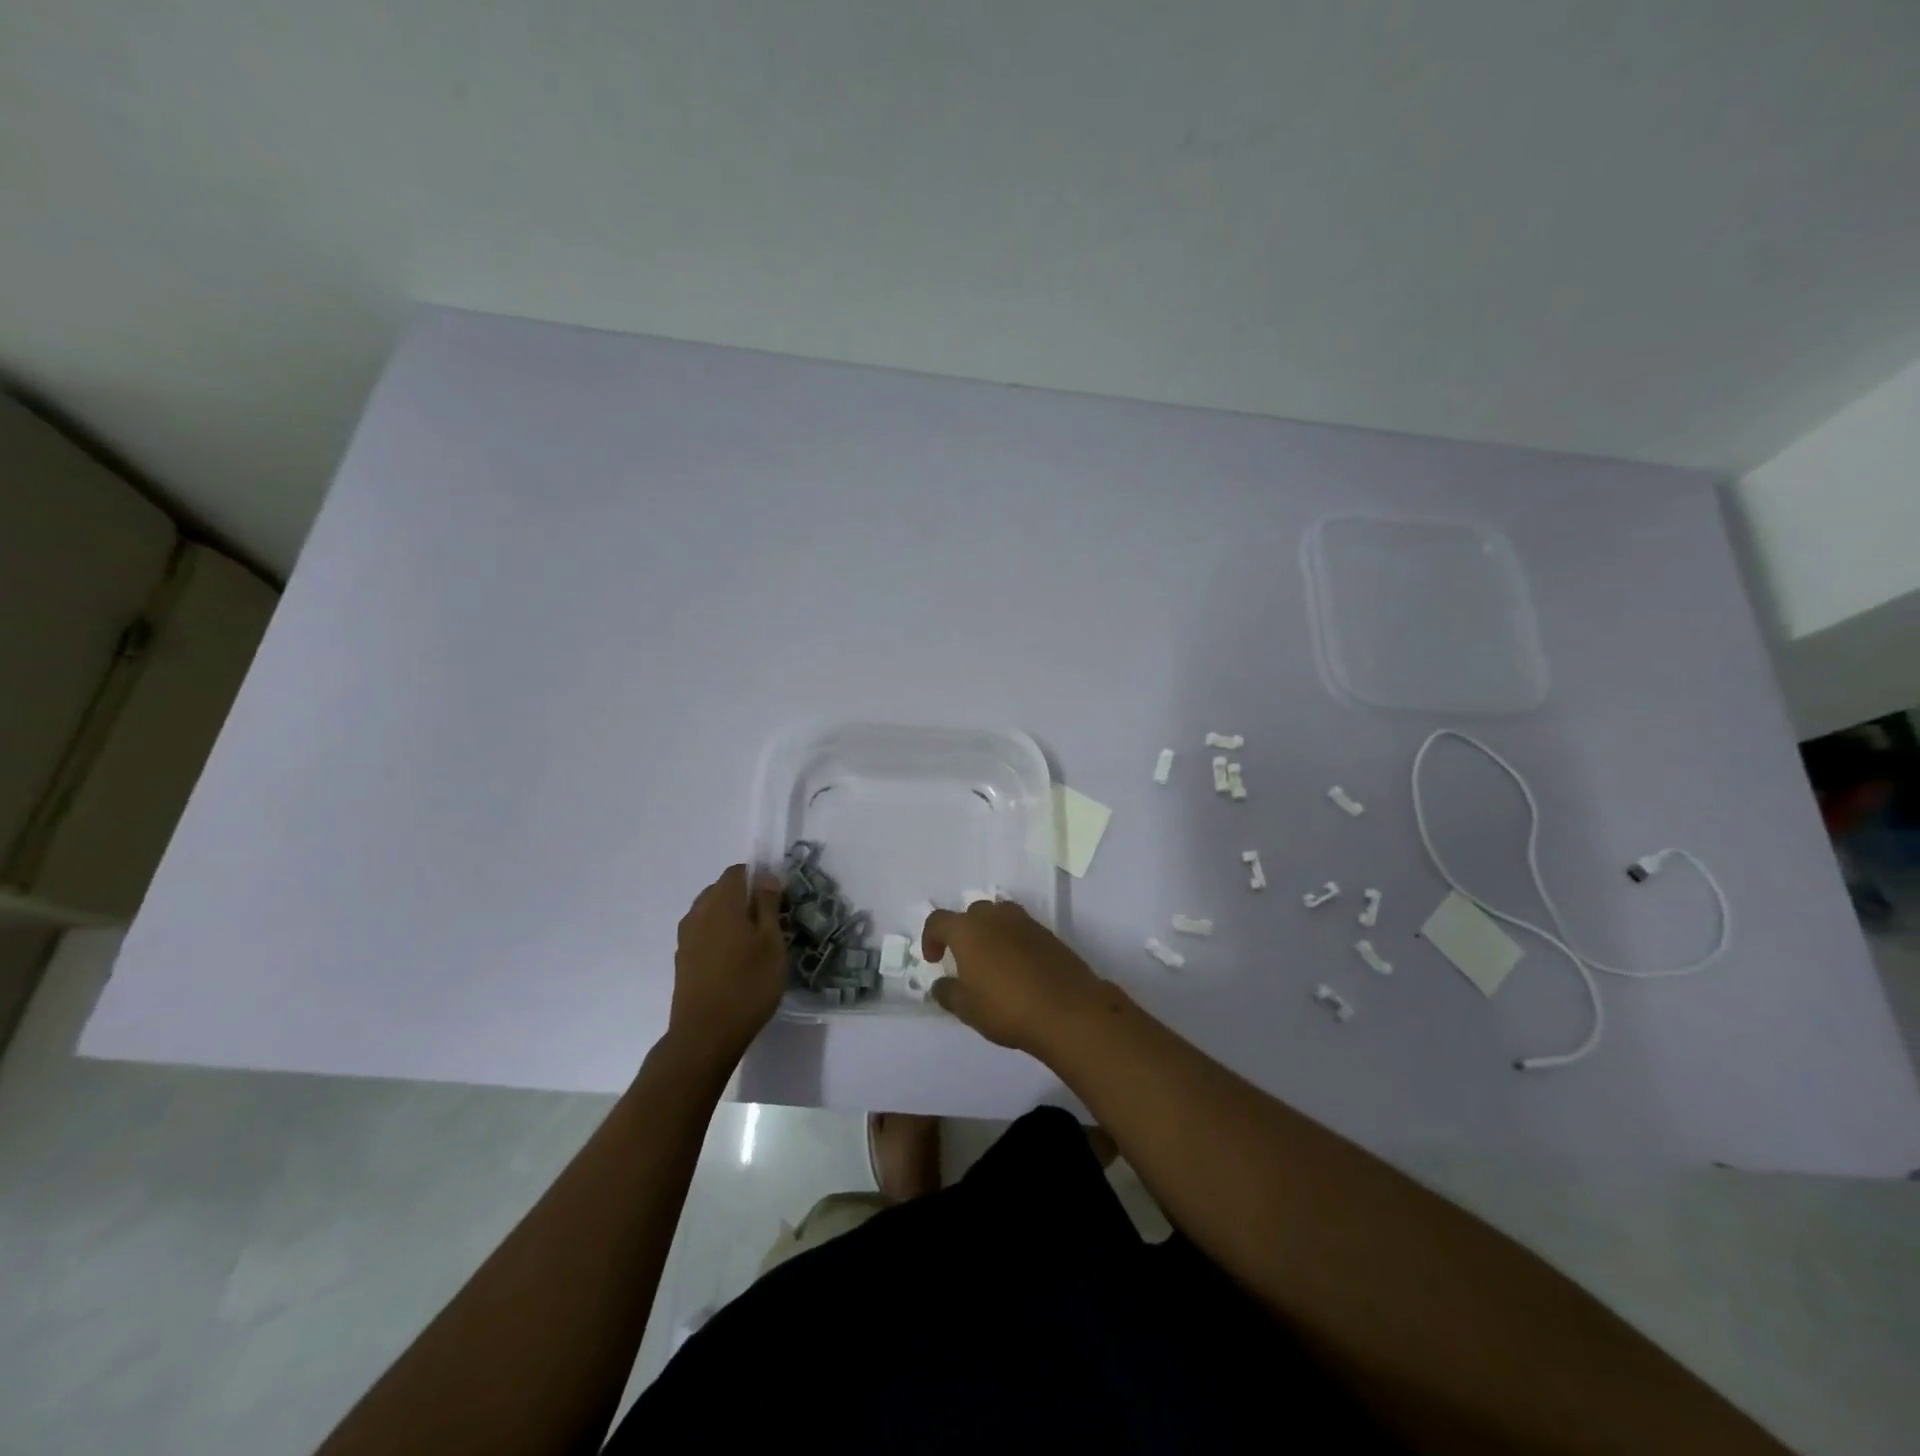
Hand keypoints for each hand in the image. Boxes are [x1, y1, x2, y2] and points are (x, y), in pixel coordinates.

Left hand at [667, 864, 786, 1066]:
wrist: (705, 1035)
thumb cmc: (748, 984)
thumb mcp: (771, 942)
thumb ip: (768, 905)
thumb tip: (766, 877)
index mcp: (721, 903)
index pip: (738, 872)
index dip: (760, 877)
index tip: (779, 898)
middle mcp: (698, 913)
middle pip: (722, 890)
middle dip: (745, 897)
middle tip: (771, 921)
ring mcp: (686, 938)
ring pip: (711, 912)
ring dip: (731, 917)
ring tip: (754, 943)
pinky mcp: (683, 960)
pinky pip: (703, 933)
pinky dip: (719, 936)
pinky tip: (735, 960)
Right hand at [922, 900, 1105, 1054]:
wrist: (1068, 1011)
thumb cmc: (1007, 1008)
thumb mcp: (967, 1008)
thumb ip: (948, 992)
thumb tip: (941, 984)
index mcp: (968, 930)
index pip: (939, 920)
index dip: (930, 938)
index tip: (934, 960)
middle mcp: (995, 917)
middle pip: (972, 913)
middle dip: (964, 932)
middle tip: (965, 959)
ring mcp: (1025, 922)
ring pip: (1000, 917)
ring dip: (991, 933)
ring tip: (993, 961)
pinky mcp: (1048, 934)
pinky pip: (1022, 930)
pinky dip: (1014, 942)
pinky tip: (1019, 968)